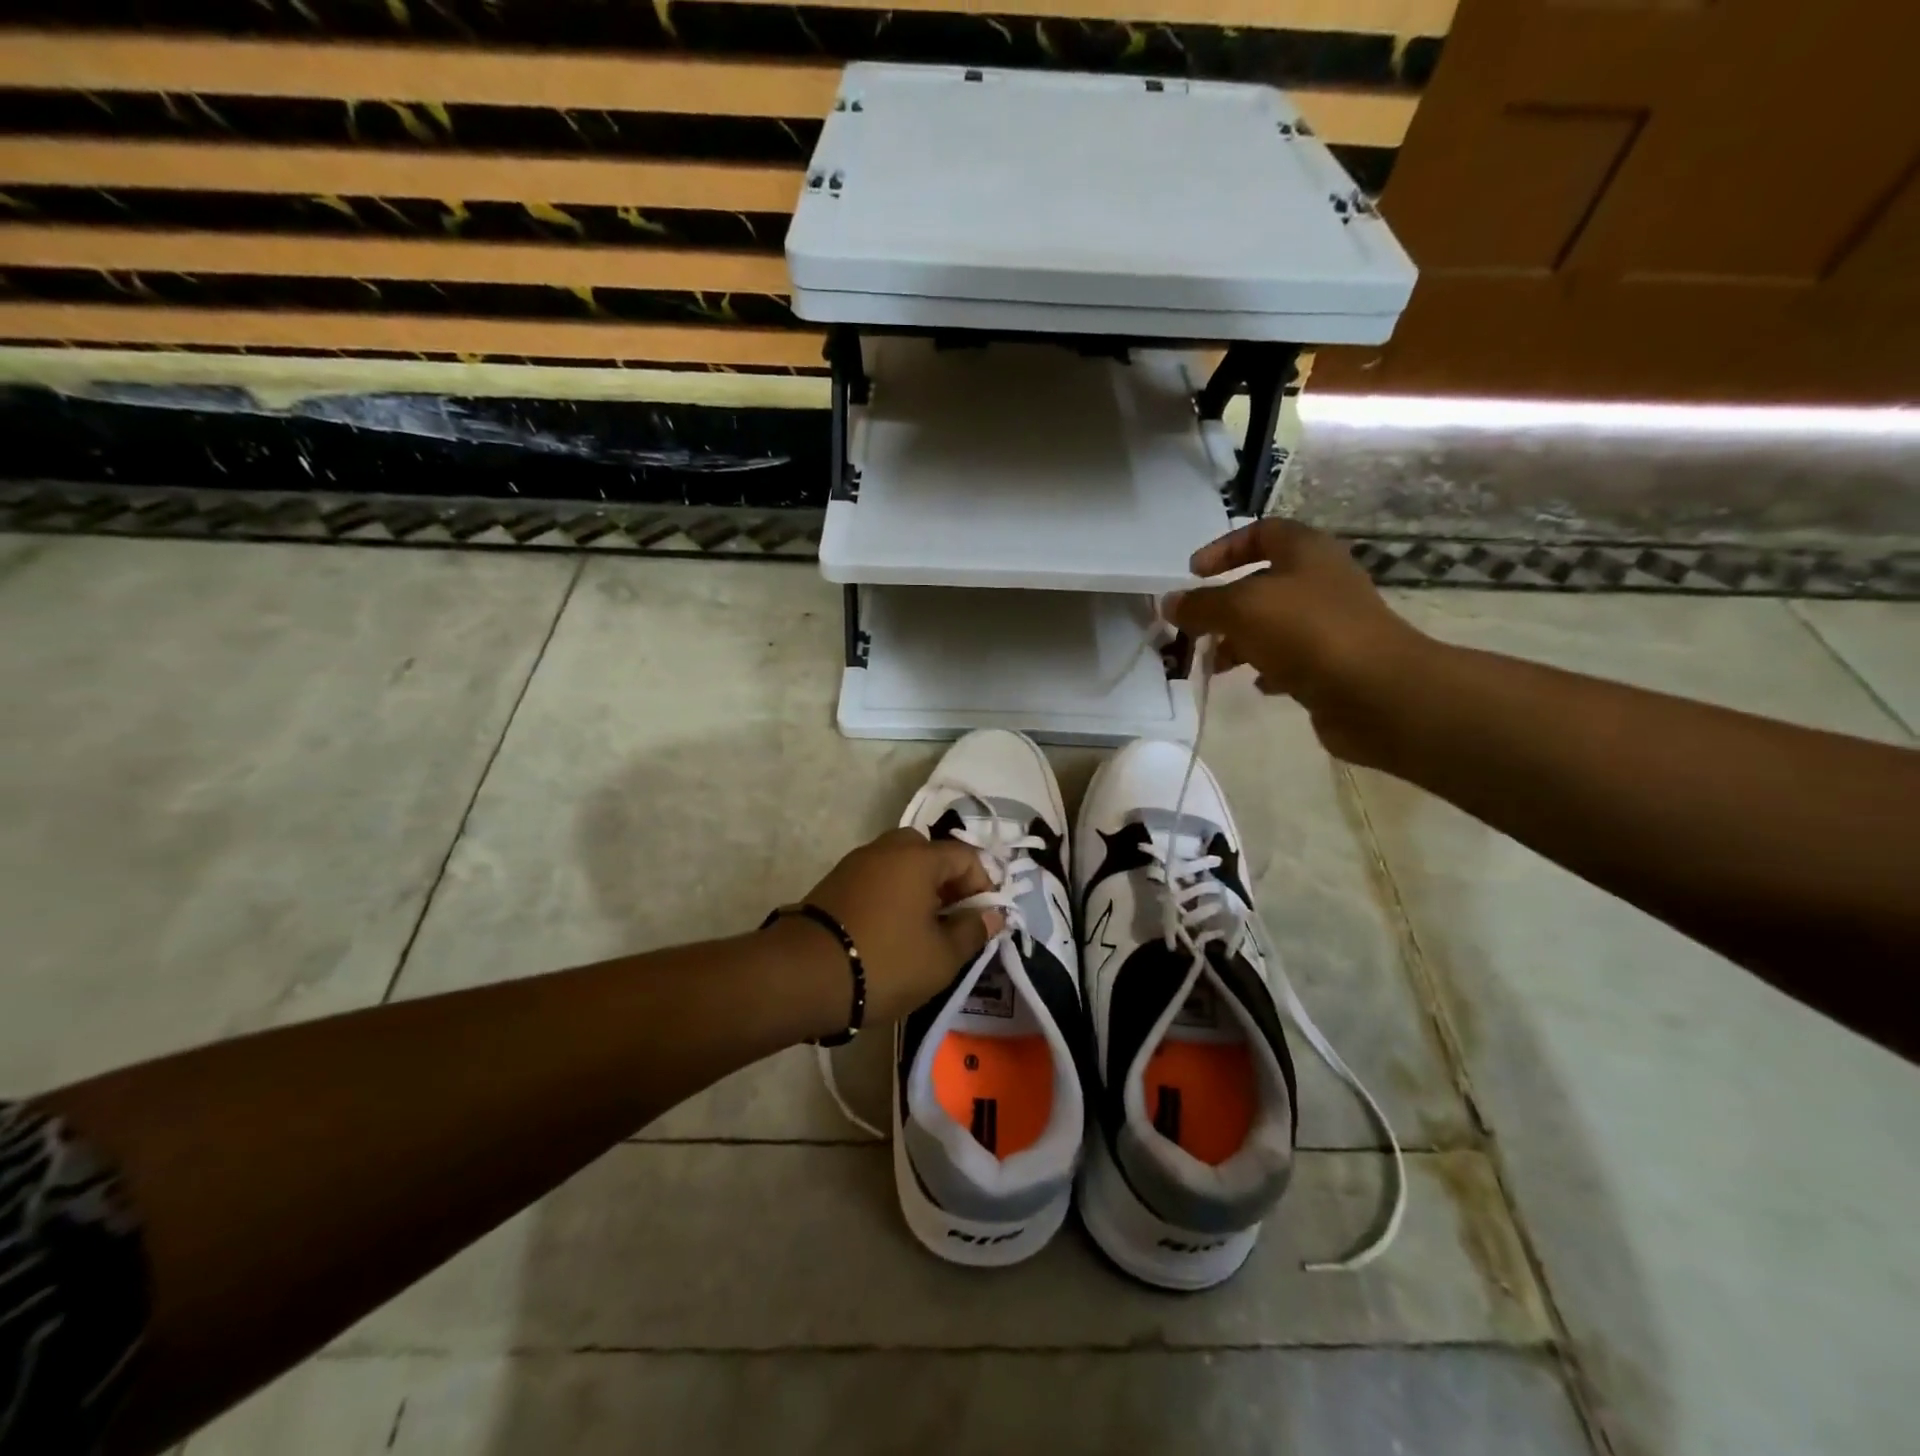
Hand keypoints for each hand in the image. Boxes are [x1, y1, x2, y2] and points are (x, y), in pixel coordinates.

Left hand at [801, 827, 998, 1024]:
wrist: (803, 975)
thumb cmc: (886, 962)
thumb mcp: (941, 957)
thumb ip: (972, 931)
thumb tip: (993, 915)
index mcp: (918, 857)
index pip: (964, 856)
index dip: (983, 884)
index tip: (984, 919)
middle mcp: (886, 849)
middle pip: (927, 851)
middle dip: (946, 880)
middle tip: (950, 917)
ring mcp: (855, 864)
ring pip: (898, 864)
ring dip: (916, 888)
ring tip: (921, 929)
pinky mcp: (832, 884)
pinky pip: (874, 879)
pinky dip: (889, 895)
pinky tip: (889, 931)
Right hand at [1164, 520, 1429, 764]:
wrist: (1375, 692)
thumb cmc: (1306, 633)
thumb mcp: (1241, 609)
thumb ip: (1200, 605)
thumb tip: (1169, 603)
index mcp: (1306, 552)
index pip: (1262, 532)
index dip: (1224, 548)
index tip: (1193, 573)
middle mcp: (1322, 581)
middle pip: (1263, 583)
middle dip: (1224, 605)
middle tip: (1195, 627)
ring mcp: (1331, 624)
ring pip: (1274, 624)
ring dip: (1240, 640)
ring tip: (1215, 663)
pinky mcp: (1335, 663)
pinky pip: (1292, 659)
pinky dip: (1268, 668)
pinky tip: (1255, 684)